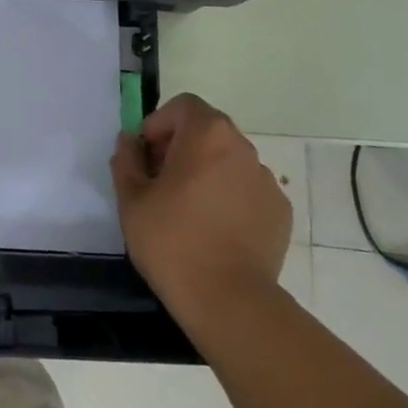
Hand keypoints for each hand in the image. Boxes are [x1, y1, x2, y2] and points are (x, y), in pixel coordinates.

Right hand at [111, 93, 291, 334]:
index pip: (183, 106)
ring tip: (189, 211)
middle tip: (161, 182)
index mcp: (207, 135)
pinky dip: (230, 198)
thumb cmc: (172, 241)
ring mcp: (267, 180)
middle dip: (181, 147)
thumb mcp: (131, 199)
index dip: (160, 123)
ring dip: (206, 172)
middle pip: (208, 131)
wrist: (229, 301)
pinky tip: (216, 231)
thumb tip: (129, 142)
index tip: (146, 156)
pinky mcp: (280, 211)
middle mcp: (242, 148)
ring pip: (228, 161)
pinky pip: (247, 190)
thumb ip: (127, 160)